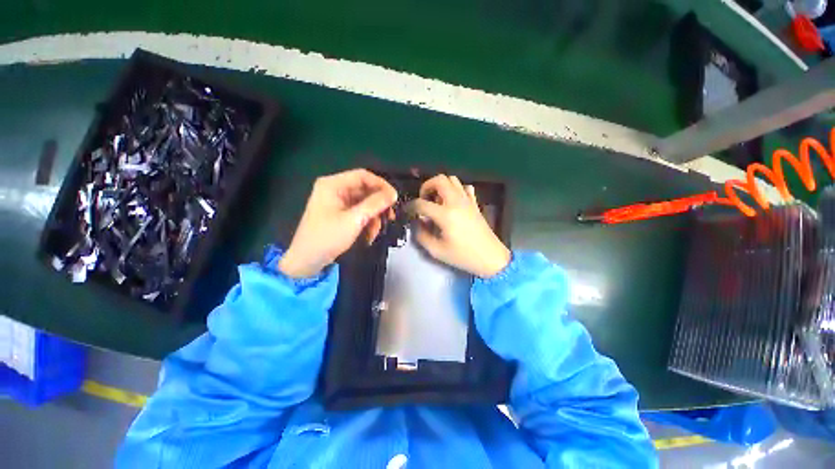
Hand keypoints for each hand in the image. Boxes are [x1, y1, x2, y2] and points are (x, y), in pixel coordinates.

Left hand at [279, 169, 397, 277]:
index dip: (381, 185)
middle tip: (390, 217)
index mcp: (333, 185)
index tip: (394, 198)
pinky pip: (359, 213)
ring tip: (375, 232)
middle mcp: (335, 189)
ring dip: (373, 217)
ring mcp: (337, 202)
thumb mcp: (354, 220)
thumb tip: (393, 194)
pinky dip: (366, 223)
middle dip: (378, 206)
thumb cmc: (327, 237)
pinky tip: (369, 236)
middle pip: (364, 190)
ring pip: (364, 204)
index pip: (363, 176)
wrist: (306, 261)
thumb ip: (375, 204)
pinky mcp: (339, 214)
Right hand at [409, 174, 510, 277]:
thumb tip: (417, 223)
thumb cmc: (463, 256)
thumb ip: (422, 235)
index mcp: (446, 215)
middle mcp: (456, 202)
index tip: (407, 211)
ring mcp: (468, 201)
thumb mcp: (437, 251)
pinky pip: (465, 188)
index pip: (422, 203)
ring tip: (436, 200)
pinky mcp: (475, 203)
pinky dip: (456, 190)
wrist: (490, 257)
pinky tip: (452, 202)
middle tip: (423, 199)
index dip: (410, 206)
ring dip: (441, 186)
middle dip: (426, 186)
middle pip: (439, 180)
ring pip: (453, 180)